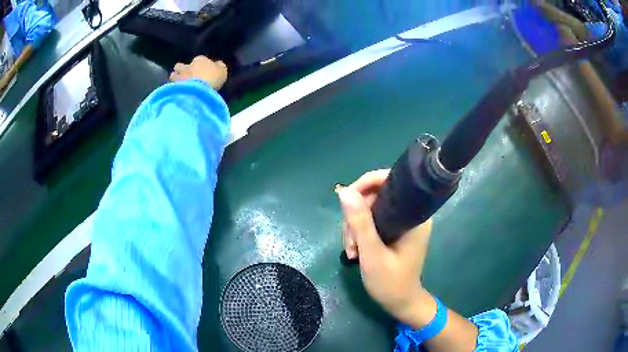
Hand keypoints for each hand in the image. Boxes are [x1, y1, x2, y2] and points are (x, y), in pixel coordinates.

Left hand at [169, 56, 227, 89]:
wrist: (199, 90)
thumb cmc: (213, 77)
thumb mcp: (222, 70)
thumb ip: (219, 66)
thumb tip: (217, 64)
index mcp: (200, 59)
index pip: (198, 60)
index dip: (198, 65)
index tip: (200, 70)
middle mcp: (187, 66)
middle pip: (180, 65)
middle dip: (181, 69)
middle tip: (184, 75)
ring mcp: (179, 76)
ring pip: (173, 75)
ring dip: (175, 77)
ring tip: (177, 83)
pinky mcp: (173, 87)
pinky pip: (172, 85)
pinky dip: (173, 87)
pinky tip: (176, 91)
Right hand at [338, 170, 435, 326]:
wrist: (400, 303)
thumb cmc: (391, 282)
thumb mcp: (372, 254)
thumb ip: (360, 222)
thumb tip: (344, 191)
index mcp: (414, 215)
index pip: (391, 181)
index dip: (366, 184)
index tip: (346, 200)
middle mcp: (410, 213)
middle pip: (376, 197)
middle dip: (356, 217)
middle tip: (349, 242)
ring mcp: (401, 222)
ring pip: (369, 210)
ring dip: (354, 229)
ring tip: (351, 252)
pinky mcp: (394, 231)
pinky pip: (371, 221)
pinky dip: (359, 234)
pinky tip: (354, 251)